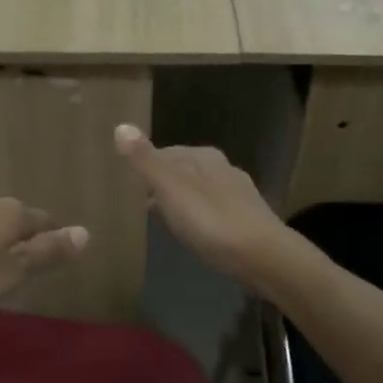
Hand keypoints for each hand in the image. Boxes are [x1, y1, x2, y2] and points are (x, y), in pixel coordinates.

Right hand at [114, 124, 288, 283]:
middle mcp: (222, 168)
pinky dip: (197, 217)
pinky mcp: (246, 220)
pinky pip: (212, 211)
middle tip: (139, 202)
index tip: (128, 182)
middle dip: (163, 183)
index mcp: (203, 157)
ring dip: (180, 201)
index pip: (166, 152)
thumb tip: (121, 125)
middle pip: (184, 170)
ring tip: (161, 219)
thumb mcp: (171, 188)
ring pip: (199, 191)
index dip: (146, 166)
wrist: (261, 256)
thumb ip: (145, 161)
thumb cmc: (210, 220)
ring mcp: (237, 194)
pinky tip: (192, 233)